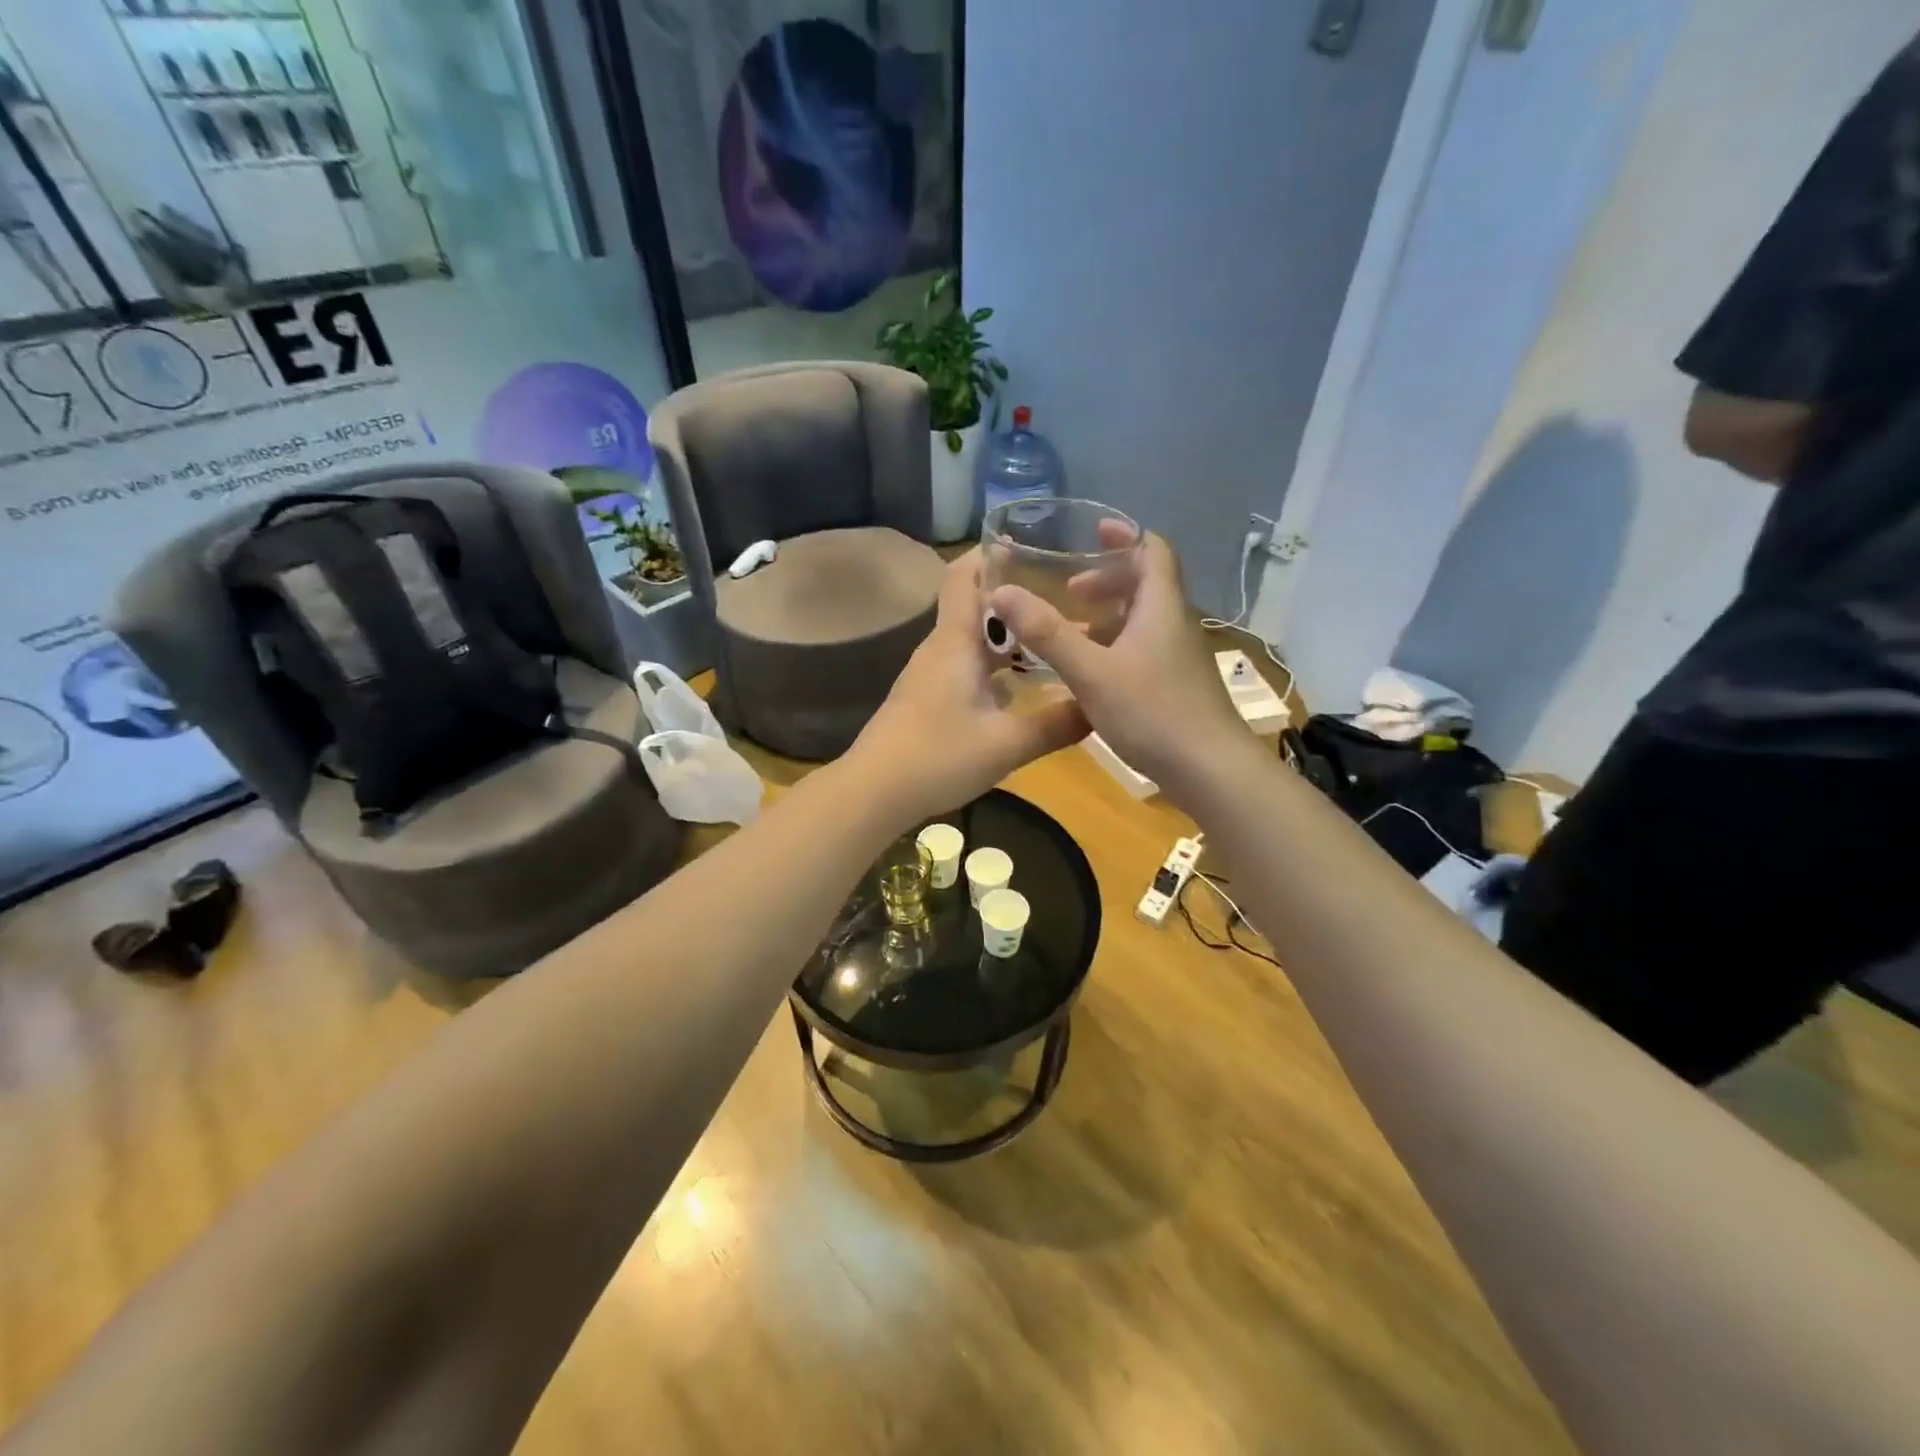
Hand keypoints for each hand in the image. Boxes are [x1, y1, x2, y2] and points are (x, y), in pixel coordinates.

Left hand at [852, 550, 1090, 820]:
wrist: (874, 792)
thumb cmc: (938, 757)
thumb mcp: (1006, 744)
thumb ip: (1055, 724)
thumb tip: (1099, 706)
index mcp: (955, 642)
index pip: (964, 576)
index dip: (991, 553)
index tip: (1029, 544)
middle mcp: (939, 648)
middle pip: (973, 605)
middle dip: (1014, 598)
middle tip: (1061, 599)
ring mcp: (929, 674)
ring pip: (971, 640)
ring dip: (1006, 636)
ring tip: (1049, 640)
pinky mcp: (925, 698)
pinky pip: (964, 666)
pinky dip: (992, 665)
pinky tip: (1019, 689)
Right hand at [988, 530, 1253, 798]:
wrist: (1211, 770)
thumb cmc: (1152, 712)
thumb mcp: (1091, 671)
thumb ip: (1047, 633)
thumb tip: (1002, 593)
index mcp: (1160, 608)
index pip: (1153, 551)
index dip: (1125, 537)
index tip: (1093, 533)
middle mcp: (1174, 625)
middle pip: (1146, 586)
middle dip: (1106, 582)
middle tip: (1069, 592)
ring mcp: (1179, 658)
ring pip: (1142, 622)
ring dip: (1107, 619)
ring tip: (1069, 635)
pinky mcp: (1177, 686)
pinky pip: (1143, 651)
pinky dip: (1114, 649)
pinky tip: (1090, 676)